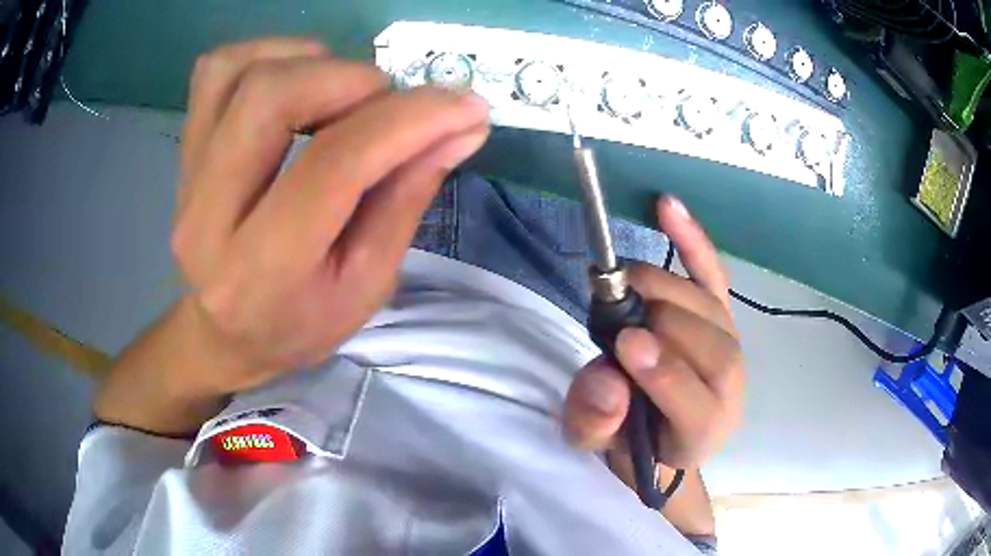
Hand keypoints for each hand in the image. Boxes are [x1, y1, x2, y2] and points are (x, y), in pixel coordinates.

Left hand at [170, 38, 489, 393]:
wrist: (224, 333)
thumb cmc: (300, 322)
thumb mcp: (367, 284)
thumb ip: (407, 198)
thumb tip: (462, 124)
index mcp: (261, 270)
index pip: (332, 166)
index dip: (407, 121)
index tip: (464, 105)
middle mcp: (206, 216)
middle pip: (271, 96)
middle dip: (351, 81)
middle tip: (387, 105)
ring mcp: (185, 175)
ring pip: (240, 71)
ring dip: (310, 62)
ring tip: (341, 94)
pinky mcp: (184, 149)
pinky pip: (216, 69)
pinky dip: (268, 55)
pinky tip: (298, 81)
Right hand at [563, 196, 744, 469]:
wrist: (660, 428)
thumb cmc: (629, 437)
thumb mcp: (595, 441)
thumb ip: (595, 422)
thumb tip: (608, 381)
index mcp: (701, 431)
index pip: (696, 402)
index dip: (664, 372)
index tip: (625, 344)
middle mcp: (729, 385)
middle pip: (708, 342)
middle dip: (657, 318)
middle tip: (610, 311)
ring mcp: (729, 341)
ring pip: (707, 304)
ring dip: (661, 287)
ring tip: (621, 285)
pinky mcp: (720, 311)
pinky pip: (710, 271)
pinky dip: (690, 238)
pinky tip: (667, 206)